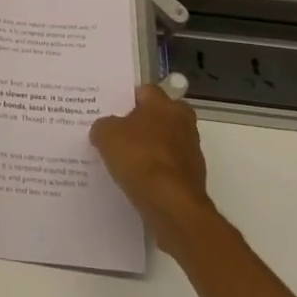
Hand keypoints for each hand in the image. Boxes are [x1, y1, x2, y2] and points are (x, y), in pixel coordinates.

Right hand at [90, 85, 217, 254]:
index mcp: (165, 104)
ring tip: (126, 161)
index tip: (112, 111)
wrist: (172, 205)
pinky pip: (169, 168)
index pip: (145, 91)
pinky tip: (139, 181)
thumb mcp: (106, 135)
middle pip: (159, 116)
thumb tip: (104, 129)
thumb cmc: (139, 158)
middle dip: (142, 124)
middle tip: (119, 134)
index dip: (127, 99)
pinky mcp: (194, 179)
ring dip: (151, 149)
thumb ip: (103, 126)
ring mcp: (191, 152)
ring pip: (165, 143)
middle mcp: (183, 122)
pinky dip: (157, 172)